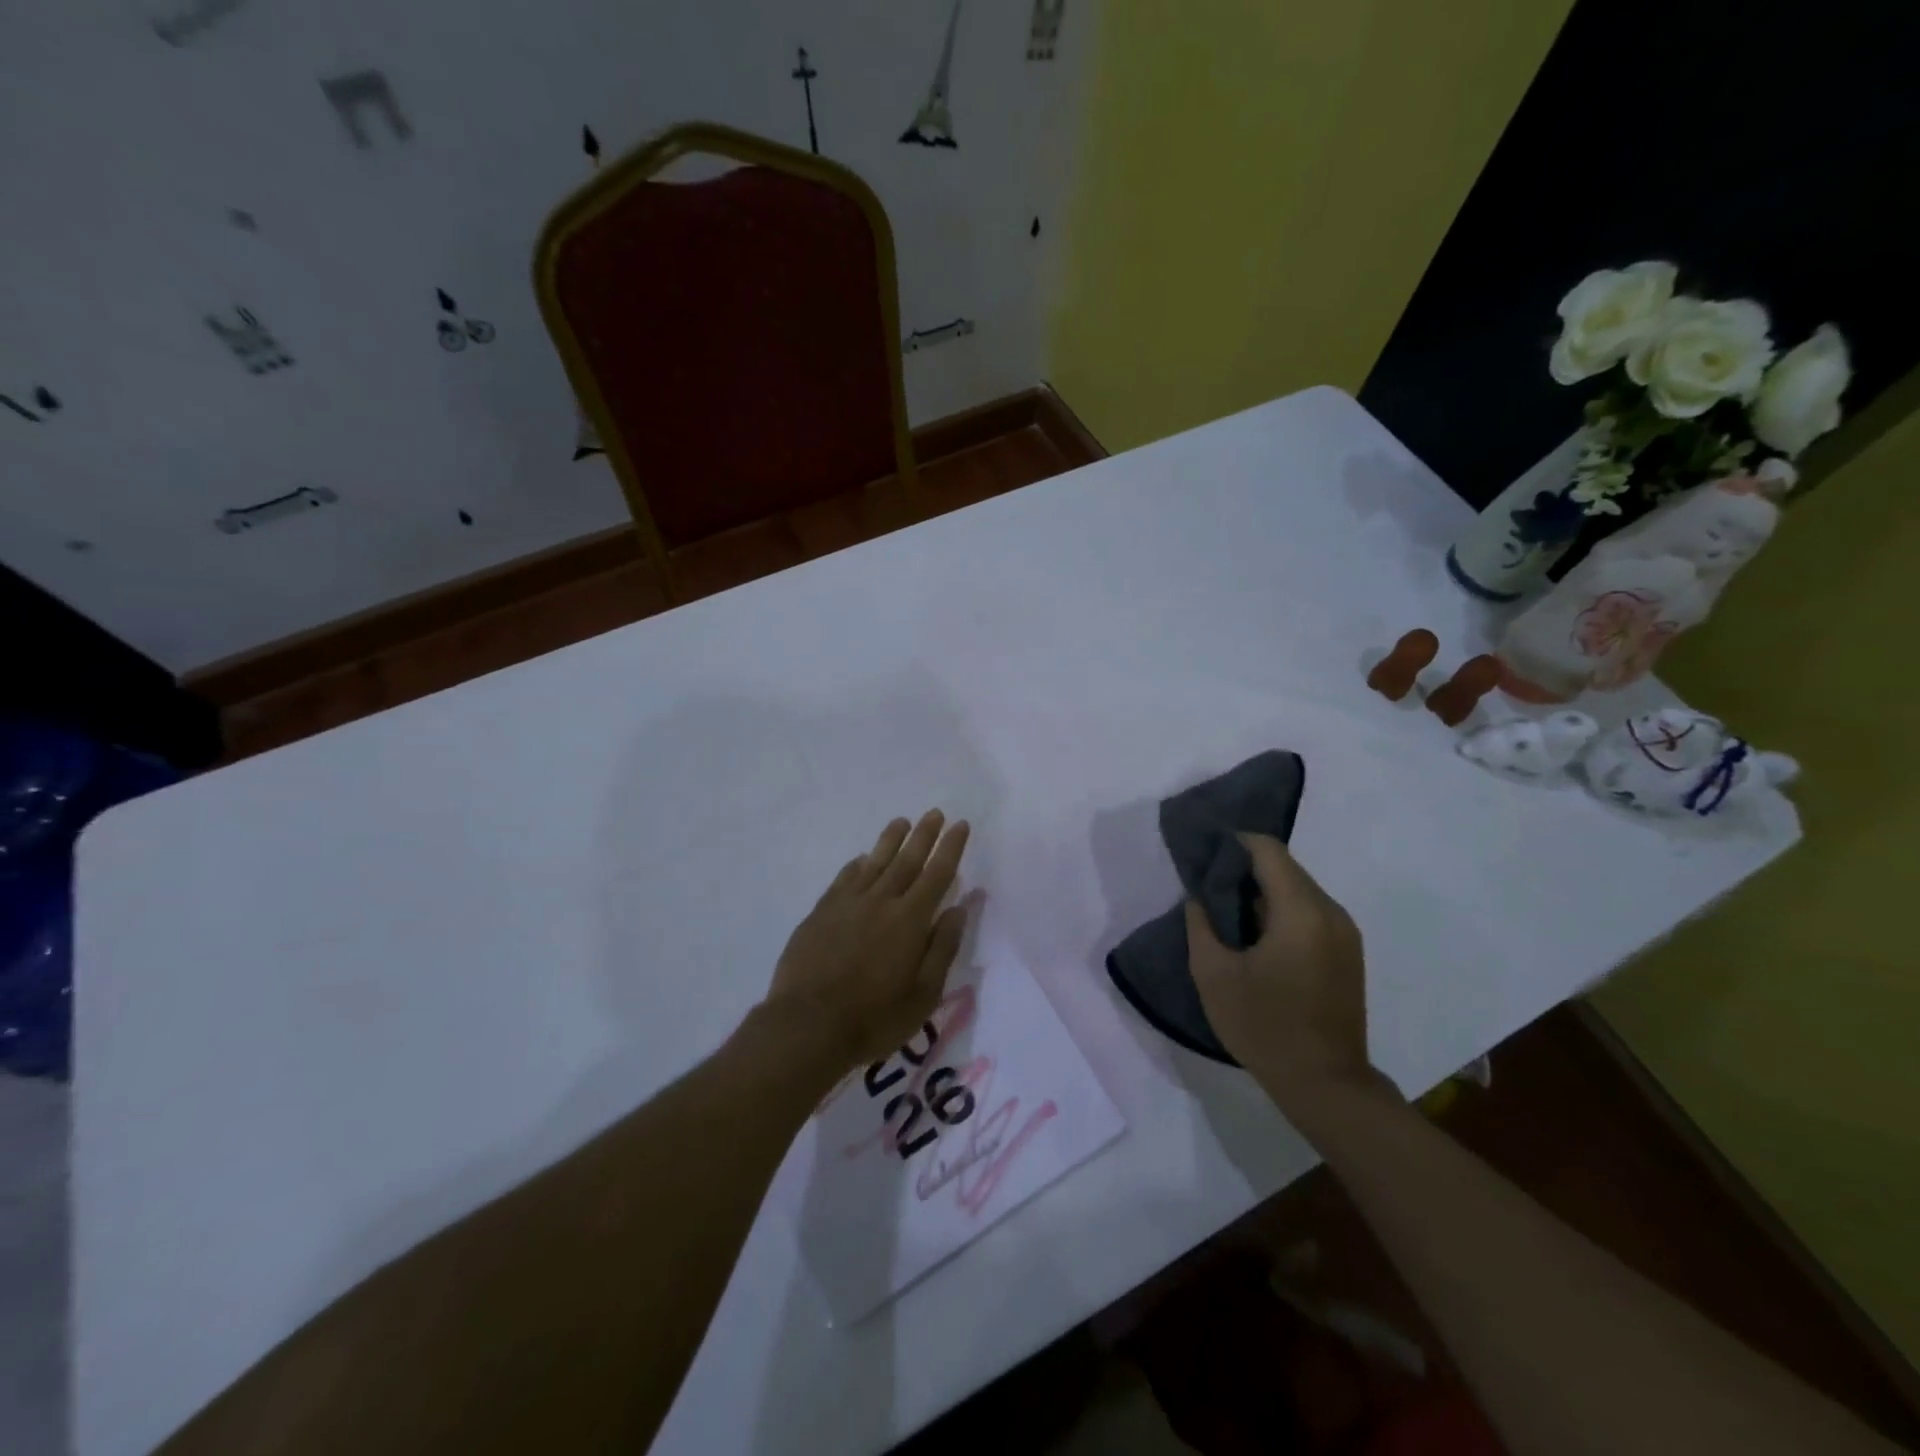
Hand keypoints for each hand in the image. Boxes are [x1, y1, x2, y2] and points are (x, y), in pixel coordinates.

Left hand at [765, 810, 971, 1071]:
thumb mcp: (923, 993)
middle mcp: (881, 901)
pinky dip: (856, 865)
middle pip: (907, 860)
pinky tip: (861, 859)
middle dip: (924, 835)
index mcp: (910, 920)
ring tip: (901, 822)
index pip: (937, 874)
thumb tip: (958, 908)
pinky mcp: (821, 913)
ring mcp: (847, 904)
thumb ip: (942, 947)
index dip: (950, 848)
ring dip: (890, 840)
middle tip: (934, 812)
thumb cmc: (874, 1017)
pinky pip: (843, 879)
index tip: (960, 825)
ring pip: (873, 862)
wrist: (808, 1024)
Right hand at [1186, 834, 1385, 1115]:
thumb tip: (1198, 897)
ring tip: (1228, 908)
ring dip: (1264, 890)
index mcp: (1300, 911)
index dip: (1234, 842)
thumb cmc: (1264, 1027)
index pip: (1268, 850)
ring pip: (1299, 889)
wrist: (1326, 1084)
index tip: (1204, 852)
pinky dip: (1282, 909)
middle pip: (1285, 867)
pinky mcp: (1349, 951)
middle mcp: (1330, 912)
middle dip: (1246, 867)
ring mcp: (1345, 932)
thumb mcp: (1213, 975)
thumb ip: (1200, 925)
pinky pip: (1311, 911)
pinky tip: (1257, 934)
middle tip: (1209, 883)